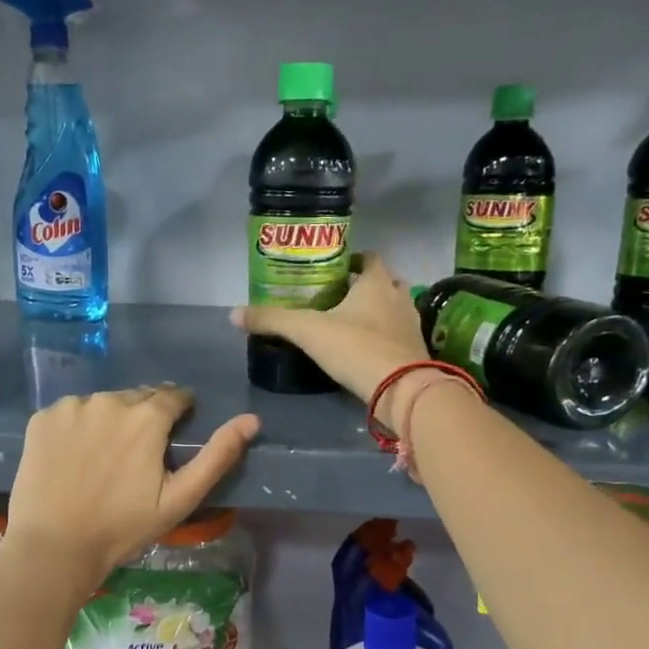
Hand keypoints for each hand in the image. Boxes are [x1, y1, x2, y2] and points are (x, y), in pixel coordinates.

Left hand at [5, 385, 259, 576]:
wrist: (53, 548)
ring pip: (103, 404)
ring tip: (104, 459)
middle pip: (137, 398)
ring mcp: (72, 407)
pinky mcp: (42, 418)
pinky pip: (71, 413)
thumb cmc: (123, 528)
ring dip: (110, 421)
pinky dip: (77, 428)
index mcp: (146, 417)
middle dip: (144, 418)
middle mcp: (109, 400)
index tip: (172, 436)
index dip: (179, 413)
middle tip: (137, 456)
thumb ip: (217, 456)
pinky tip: (74, 458)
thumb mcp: (179, 499)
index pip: (173, 396)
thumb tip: (252, 419)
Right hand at [233, 252, 440, 432]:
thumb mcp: (308, 331)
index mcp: (376, 283)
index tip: (334, 268)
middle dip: (364, 287)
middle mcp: (398, 298)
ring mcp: (411, 326)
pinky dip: (383, 337)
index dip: (354, 259)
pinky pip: (397, 336)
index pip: (370, 258)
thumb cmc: (357, 348)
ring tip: (348, 323)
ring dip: (376, 312)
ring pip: (393, 309)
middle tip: (337, 297)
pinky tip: (363, 350)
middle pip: (384, 282)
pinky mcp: (415, 353)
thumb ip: (273, 320)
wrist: (403, 391)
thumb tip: (233, 313)